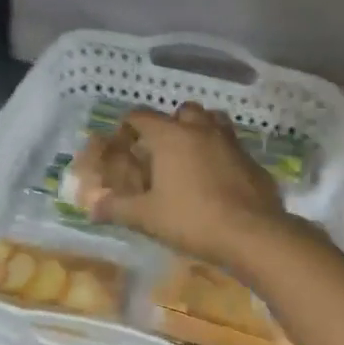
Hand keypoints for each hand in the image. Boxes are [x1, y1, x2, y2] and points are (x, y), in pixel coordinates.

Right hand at [72, 103, 287, 268]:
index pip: (140, 116)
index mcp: (170, 136)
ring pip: (212, 120)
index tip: (123, 143)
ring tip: (190, 156)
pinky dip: (220, 152)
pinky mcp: (251, 159)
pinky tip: (216, 177)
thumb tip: (92, 207)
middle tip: (160, 150)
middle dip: (169, 124)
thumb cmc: (192, 219)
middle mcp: (200, 129)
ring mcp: (230, 141)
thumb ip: (117, 208)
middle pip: (181, 111)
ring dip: (199, 130)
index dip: (128, 126)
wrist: (252, 233)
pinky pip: (231, 144)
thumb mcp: (147, 217)